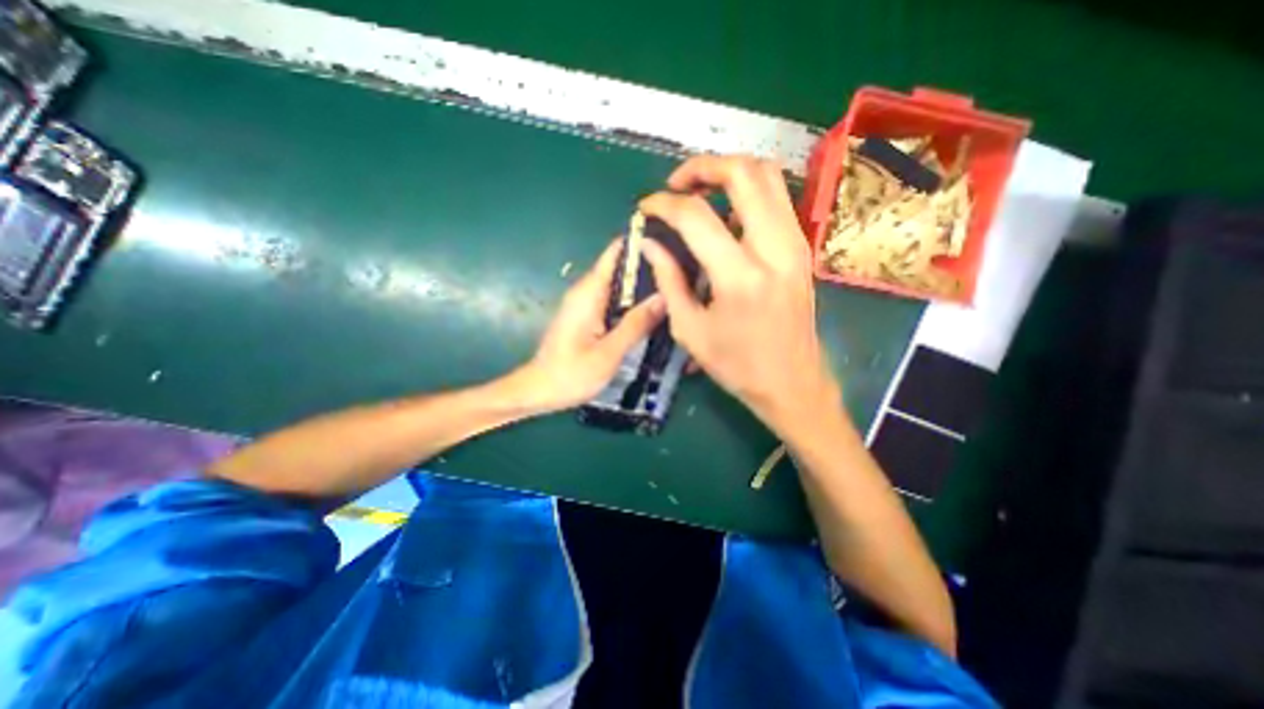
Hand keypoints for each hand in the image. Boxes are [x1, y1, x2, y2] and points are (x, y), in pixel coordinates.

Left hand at [518, 238, 664, 412]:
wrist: (539, 391)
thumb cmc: (570, 374)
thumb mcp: (608, 353)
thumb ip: (636, 325)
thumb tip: (664, 296)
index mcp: (589, 293)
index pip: (615, 253)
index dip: (640, 243)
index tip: (671, 241)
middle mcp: (586, 292)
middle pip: (620, 267)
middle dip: (648, 266)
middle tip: (683, 270)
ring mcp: (586, 304)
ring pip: (619, 285)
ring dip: (643, 285)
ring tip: (676, 286)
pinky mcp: (588, 317)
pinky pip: (615, 300)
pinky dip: (633, 301)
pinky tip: (654, 310)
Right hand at [643, 156, 836, 431]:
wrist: (792, 383)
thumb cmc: (737, 365)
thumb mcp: (690, 330)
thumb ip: (669, 280)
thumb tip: (651, 243)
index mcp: (739, 277)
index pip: (696, 216)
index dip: (664, 204)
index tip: (647, 207)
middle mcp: (774, 250)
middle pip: (743, 173)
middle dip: (703, 166)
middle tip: (676, 185)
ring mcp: (795, 245)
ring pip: (767, 176)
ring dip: (729, 173)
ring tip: (700, 193)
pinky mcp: (802, 249)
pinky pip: (776, 200)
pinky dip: (748, 193)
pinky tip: (727, 216)